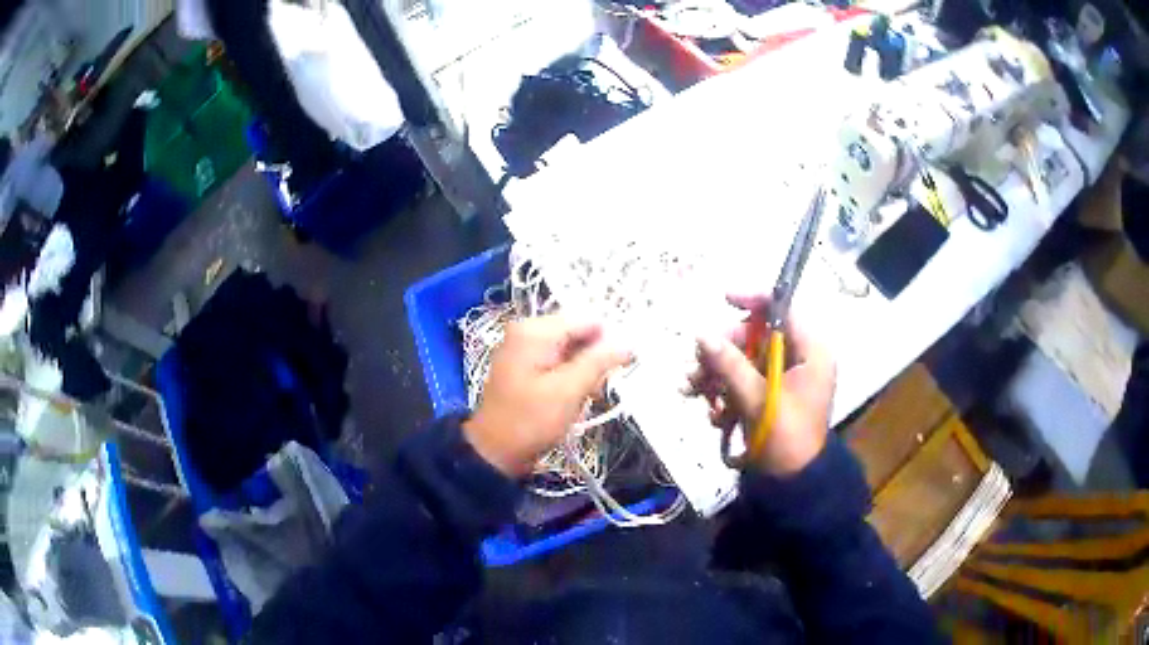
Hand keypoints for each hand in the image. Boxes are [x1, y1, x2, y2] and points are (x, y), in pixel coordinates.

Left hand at [463, 316, 631, 477]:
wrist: (495, 452)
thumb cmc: (531, 420)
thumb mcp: (568, 391)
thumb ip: (599, 362)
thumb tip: (629, 343)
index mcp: (534, 331)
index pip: (586, 321)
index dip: (609, 340)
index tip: (624, 365)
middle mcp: (527, 332)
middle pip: (578, 334)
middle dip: (595, 359)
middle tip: (599, 387)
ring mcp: (524, 349)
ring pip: (571, 351)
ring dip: (585, 372)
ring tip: (588, 397)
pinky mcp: (526, 367)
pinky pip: (559, 363)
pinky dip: (572, 378)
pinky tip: (576, 398)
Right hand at [691, 294, 835, 475]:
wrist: (791, 484)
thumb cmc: (785, 438)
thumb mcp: (756, 399)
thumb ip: (730, 364)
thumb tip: (701, 333)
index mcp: (811, 351)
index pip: (784, 309)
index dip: (753, 299)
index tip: (723, 300)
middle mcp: (800, 357)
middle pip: (756, 335)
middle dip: (722, 351)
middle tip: (696, 367)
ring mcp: (784, 377)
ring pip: (744, 358)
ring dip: (716, 373)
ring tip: (691, 390)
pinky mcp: (770, 395)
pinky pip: (744, 380)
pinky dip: (725, 391)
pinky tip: (713, 413)